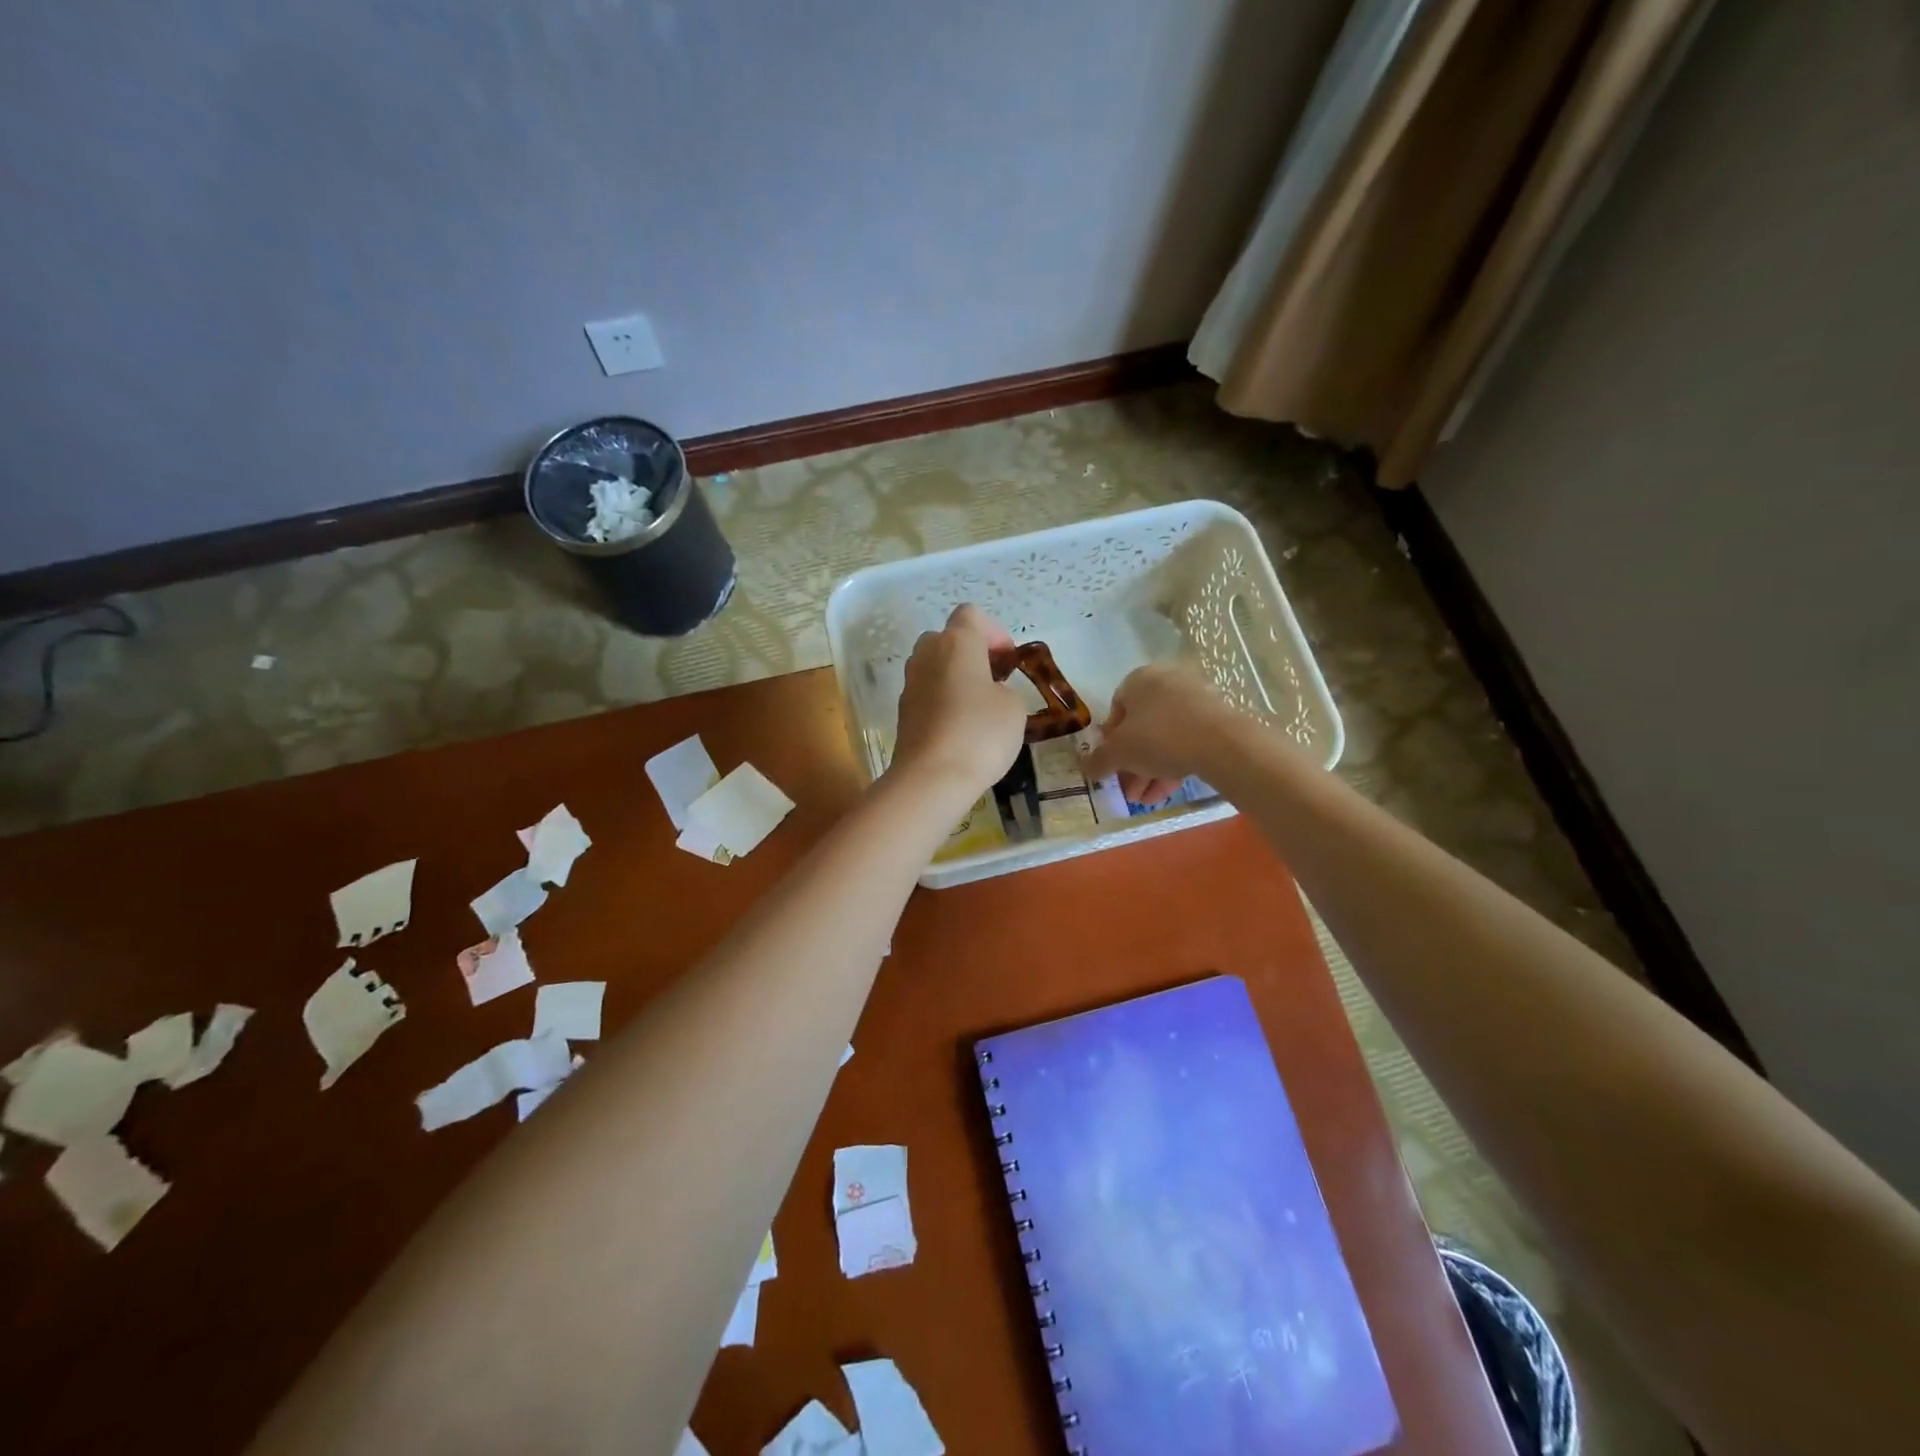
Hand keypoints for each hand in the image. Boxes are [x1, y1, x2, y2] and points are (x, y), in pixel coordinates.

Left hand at [890, 605, 1026, 804]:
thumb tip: (988, 693)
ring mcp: (910, 683)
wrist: (931, 778)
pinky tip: (959, 729)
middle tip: (993, 680)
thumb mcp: (1014, 708)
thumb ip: (1004, 688)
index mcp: (956, 643)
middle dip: (971, 653)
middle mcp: (927, 655)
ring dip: (955, 678)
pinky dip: (942, 701)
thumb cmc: (980, 734)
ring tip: (977, 707)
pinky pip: (926, 694)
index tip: (1008, 661)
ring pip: (934, 666)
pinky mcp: (902, 712)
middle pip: (947, 638)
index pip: (971, 614)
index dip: (994, 632)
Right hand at [1083, 662, 1245, 805]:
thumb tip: (1084, 768)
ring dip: (1150, 770)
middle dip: (1131, 763)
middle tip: (1127, 790)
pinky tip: (1164, 794)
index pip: (1116, 709)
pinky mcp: (1216, 719)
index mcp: (1139, 680)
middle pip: (1141, 727)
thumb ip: (1098, 760)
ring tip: (1143, 800)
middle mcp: (1166, 683)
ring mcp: (1194, 699)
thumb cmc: (1159, 737)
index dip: (1109, 740)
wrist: (1221, 744)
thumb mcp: (1119, 753)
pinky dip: (1173, 765)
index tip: (1110, 764)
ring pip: (1164, 738)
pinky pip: (1186, 741)